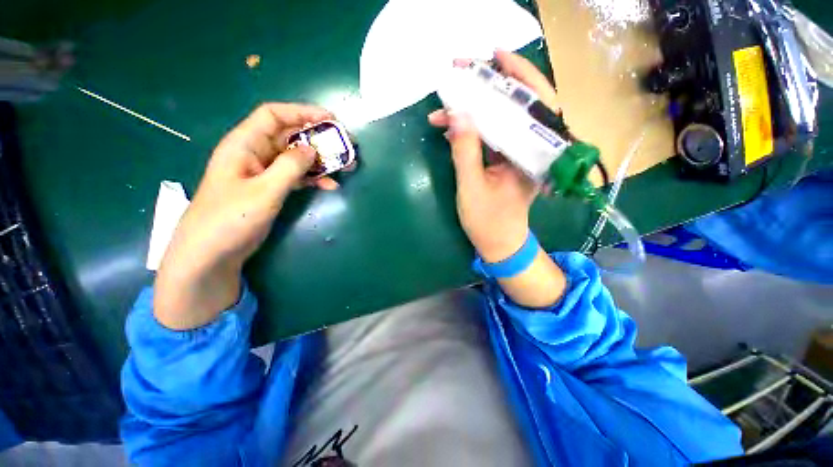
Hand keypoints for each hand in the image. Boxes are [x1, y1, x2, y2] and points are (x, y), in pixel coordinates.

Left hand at [155, 103, 334, 329]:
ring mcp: (263, 172)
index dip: (302, 112)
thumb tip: (312, 149)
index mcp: (245, 144)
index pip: (274, 115)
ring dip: (319, 160)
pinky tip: (329, 185)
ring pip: (295, 157)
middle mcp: (254, 153)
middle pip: (289, 136)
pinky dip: (312, 178)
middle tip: (344, 146)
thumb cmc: (231, 218)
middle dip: (317, 138)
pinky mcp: (269, 189)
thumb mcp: (264, 191)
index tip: (331, 119)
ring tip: (344, 167)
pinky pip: (295, 176)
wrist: (212, 253)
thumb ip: (290, 167)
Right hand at [429, 50, 565, 307]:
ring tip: (445, 108)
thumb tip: (457, 114)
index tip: (493, 57)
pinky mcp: (505, 161)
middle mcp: (530, 149)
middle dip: (489, 88)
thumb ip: (465, 151)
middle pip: (517, 106)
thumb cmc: (488, 221)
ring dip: (474, 112)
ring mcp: (517, 155)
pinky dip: (472, 130)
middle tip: (462, 75)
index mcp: (532, 154)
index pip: (532, 104)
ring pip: (500, 121)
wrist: (499, 244)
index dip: (517, 76)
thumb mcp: (471, 187)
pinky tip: (452, 128)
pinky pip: (491, 137)